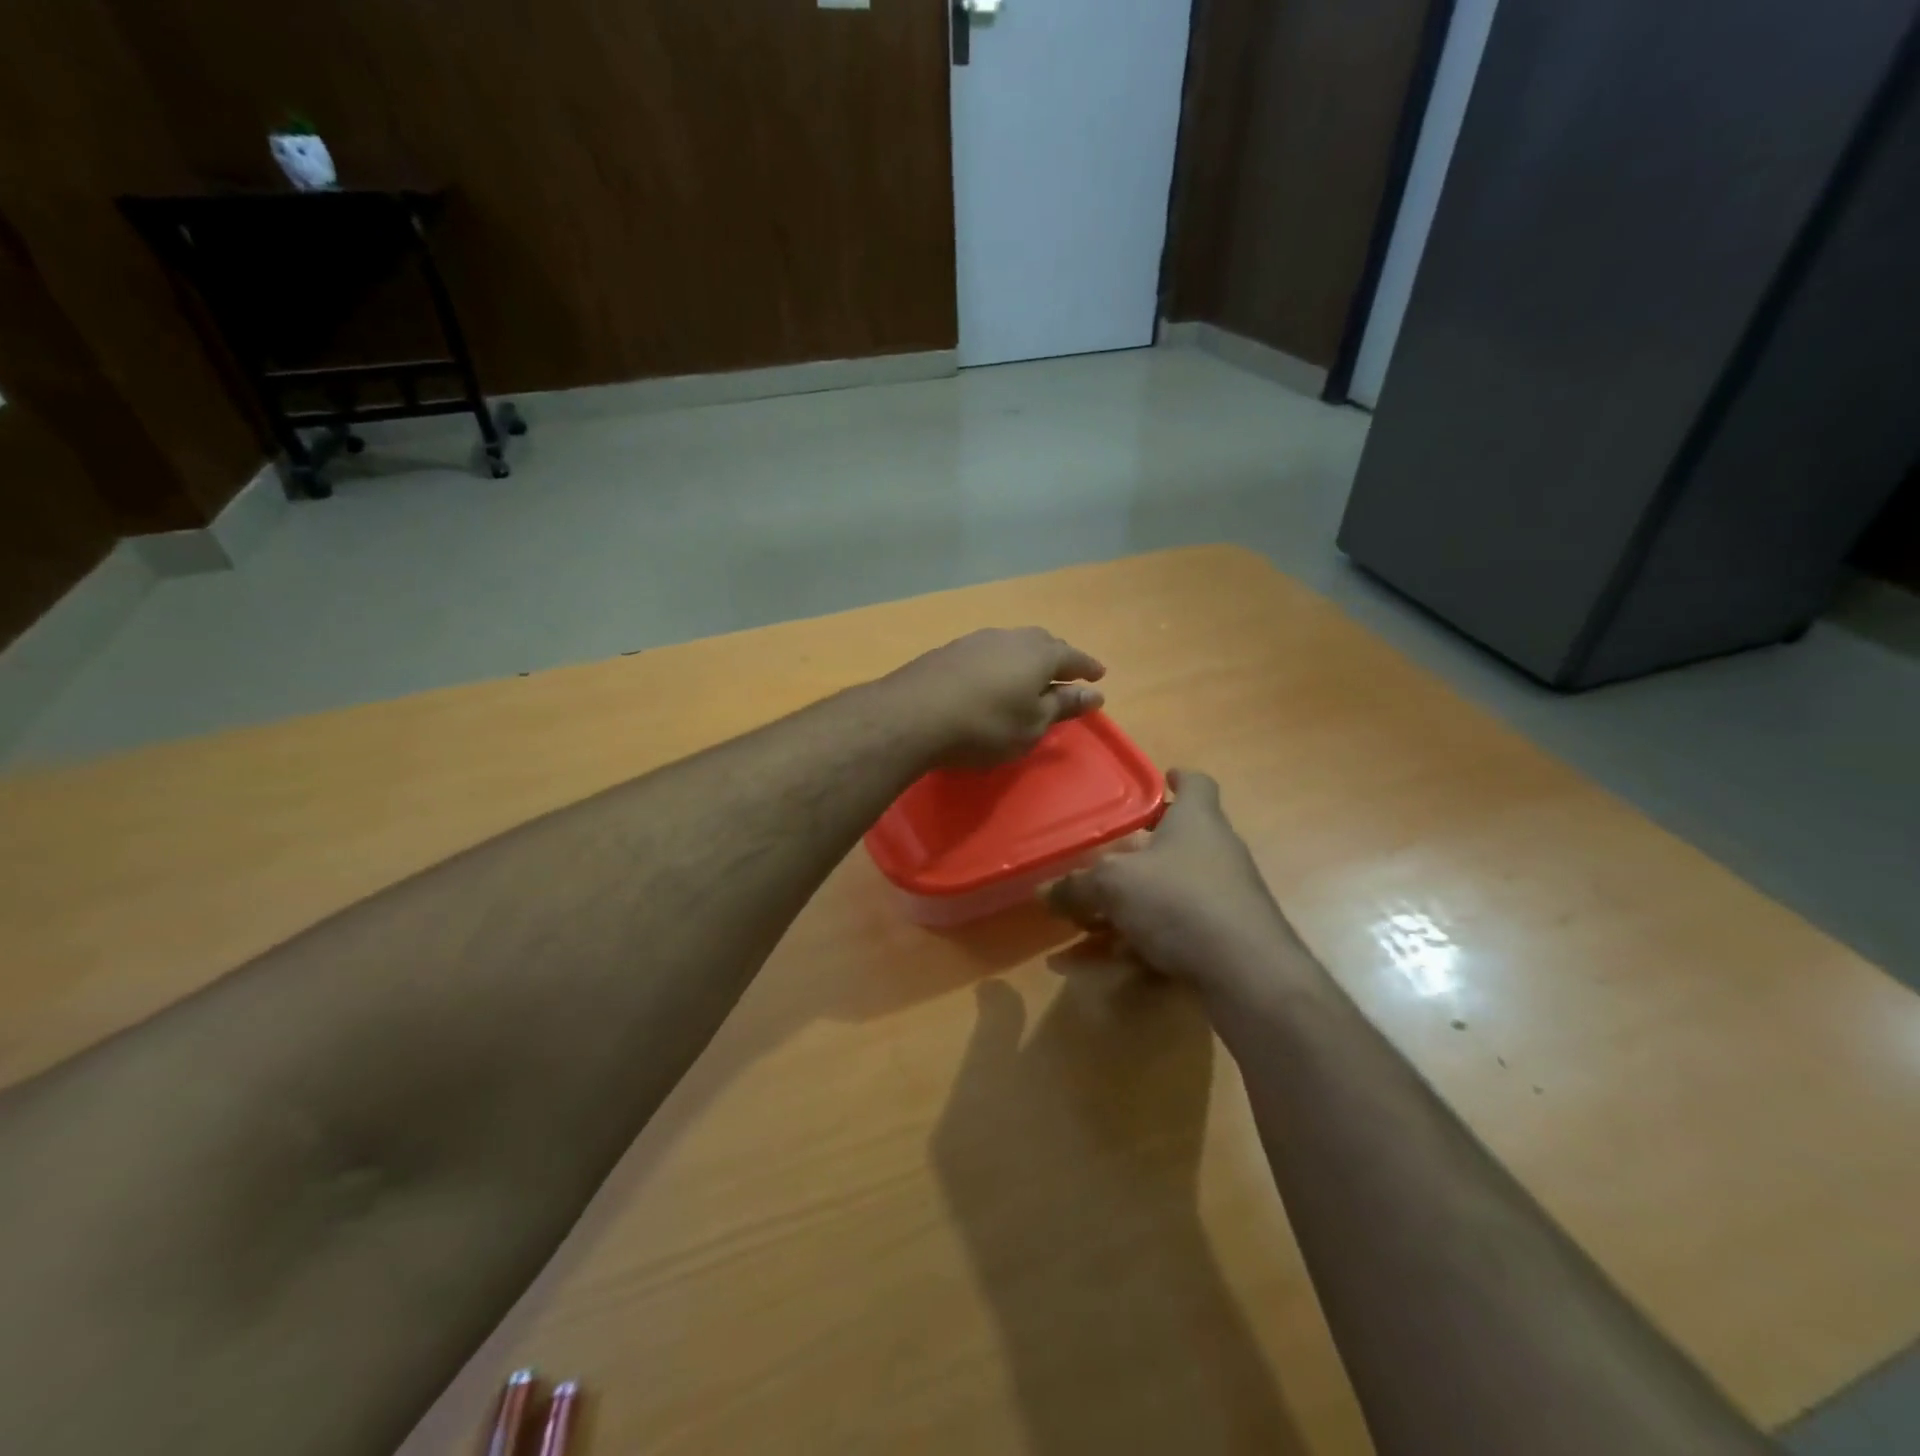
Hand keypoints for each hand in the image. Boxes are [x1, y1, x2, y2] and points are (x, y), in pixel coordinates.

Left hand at [886, 627, 1106, 768]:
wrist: (913, 714)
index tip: (1099, 676)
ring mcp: (977, 640)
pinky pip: (987, 652)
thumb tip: (1094, 694)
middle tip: (1065, 674)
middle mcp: (1010, 637)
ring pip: (1012, 644)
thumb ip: (1063, 706)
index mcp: (1039, 654)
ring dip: (1026, 658)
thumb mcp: (1032, 725)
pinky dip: (999, 663)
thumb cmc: (985, 726)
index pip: (1073, 656)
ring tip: (1029, 676)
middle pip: (1043, 643)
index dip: (1087, 667)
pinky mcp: (950, 650)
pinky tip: (992, 678)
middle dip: (1058, 658)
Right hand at [1045, 770, 1303, 996]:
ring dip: (1120, 910)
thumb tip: (1043, 891)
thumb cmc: (1179, 901)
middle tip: (1094, 865)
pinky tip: (1090, 968)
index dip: (1179, 779)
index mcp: (1196, 822)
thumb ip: (1076, 886)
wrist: (1247, 974)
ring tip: (1077, 926)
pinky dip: (1130, 946)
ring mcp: (1221, 899)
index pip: (1196, 785)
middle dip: (1130, 856)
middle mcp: (1213, 853)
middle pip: (1171, 844)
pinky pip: (1166, 935)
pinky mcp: (1220, 941)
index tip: (1163, 779)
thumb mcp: (1114, 885)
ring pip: (1163, 895)